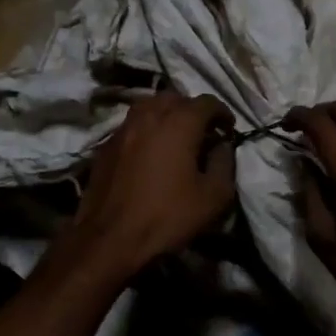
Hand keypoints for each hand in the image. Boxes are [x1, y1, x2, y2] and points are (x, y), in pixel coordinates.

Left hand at [61, 93, 237, 280]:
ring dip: (167, 115)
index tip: (229, 130)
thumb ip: (224, 163)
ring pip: (150, 106)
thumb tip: (222, 146)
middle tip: (203, 132)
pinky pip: (133, 125)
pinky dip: (147, 129)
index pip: (207, 102)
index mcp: (179, 122)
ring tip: (176, 137)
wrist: (110, 237)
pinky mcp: (106, 144)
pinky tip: (151, 151)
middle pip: (176, 98)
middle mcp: (149, 115)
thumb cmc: (167, 216)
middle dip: (193, 110)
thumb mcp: (213, 197)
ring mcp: (123, 128)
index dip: (223, 113)